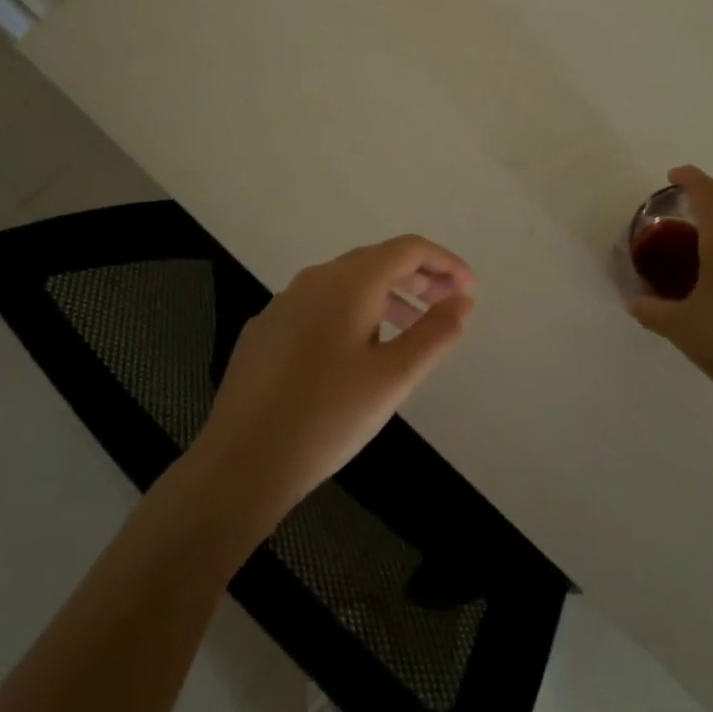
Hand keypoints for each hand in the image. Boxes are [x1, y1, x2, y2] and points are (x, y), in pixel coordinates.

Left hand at [189, 235, 475, 528]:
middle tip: (450, 306)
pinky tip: (357, 351)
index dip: (445, 263)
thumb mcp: (394, 377)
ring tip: (412, 329)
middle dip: (419, 279)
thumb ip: (435, 333)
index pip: (408, 249)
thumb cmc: (328, 416)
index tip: (470, 290)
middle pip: (377, 261)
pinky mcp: (266, 330)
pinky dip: (353, 313)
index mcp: (349, 281)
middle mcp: (314, 279)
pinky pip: (320, 306)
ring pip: (347, 284)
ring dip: (387, 297)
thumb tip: (462, 302)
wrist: (242, 462)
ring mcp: (284, 303)